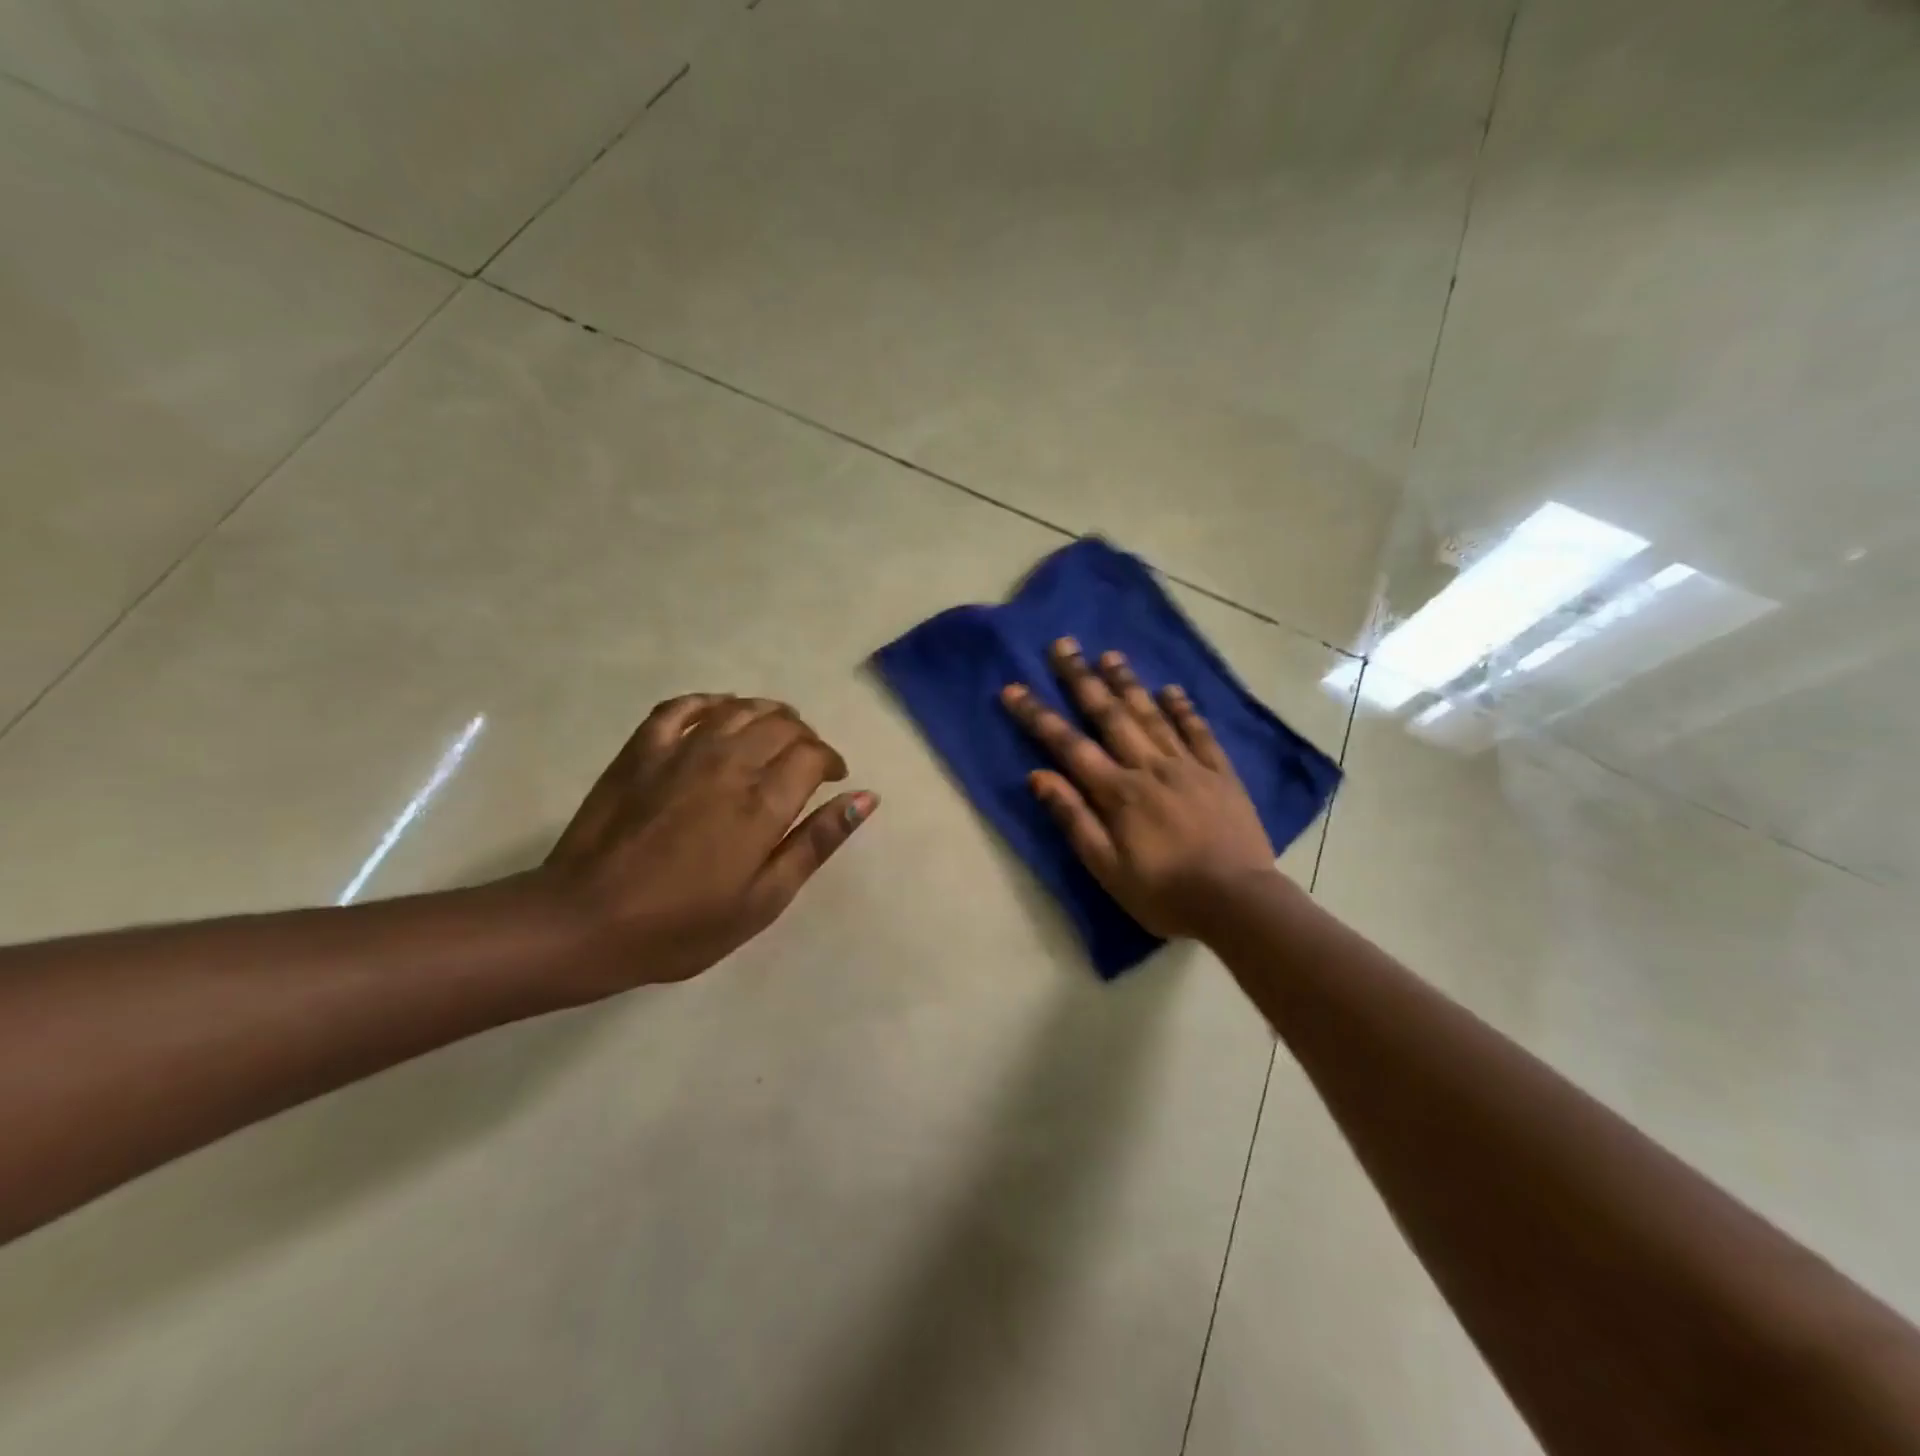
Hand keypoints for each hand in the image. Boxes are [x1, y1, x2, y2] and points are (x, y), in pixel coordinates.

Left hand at [538, 694, 875, 994]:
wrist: (584, 924)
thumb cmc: (682, 925)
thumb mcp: (763, 900)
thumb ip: (815, 843)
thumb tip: (865, 799)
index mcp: (761, 802)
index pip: (812, 755)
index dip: (830, 761)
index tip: (833, 779)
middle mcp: (727, 763)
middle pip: (781, 725)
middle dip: (805, 737)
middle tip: (806, 761)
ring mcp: (680, 751)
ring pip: (738, 709)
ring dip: (768, 713)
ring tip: (776, 732)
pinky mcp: (640, 751)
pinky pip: (681, 707)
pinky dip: (709, 702)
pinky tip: (720, 712)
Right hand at [1001, 639, 1278, 938]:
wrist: (1237, 903)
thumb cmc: (1163, 893)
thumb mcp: (1106, 867)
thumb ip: (1073, 818)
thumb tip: (1038, 776)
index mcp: (1118, 792)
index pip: (1068, 745)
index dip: (1038, 715)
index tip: (1014, 687)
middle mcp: (1150, 767)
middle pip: (1110, 715)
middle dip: (1082, 679)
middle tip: (1063, 645)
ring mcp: (1189, 766)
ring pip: (1152, 715)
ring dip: (1129, 683)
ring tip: (1110, 655)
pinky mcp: (1220, 774)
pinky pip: (1199, 733)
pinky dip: (1183, 709)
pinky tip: (1171, 690)